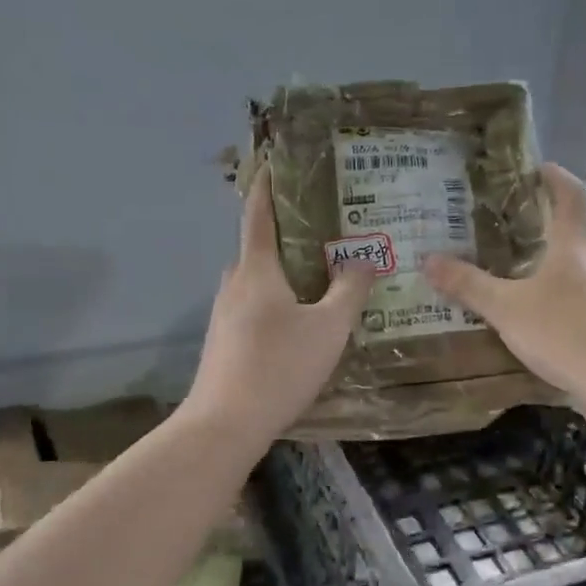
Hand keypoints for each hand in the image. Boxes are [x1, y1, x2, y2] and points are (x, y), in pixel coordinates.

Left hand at [184, 165, 374, 445]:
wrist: (225, 424)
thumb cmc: (279, 367)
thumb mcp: (328, 329)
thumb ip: (349, 290)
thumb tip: (363, 258)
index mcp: (256, 270)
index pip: (258, 214)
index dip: (266, 185)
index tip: (272, 161)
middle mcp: (233, 284)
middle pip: (257, 247)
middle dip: (284, 233)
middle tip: (321, 229)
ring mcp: (223, 314)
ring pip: (255, 280)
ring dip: (280, 270)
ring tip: (316, 274)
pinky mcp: (223, 341)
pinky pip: (251, 305)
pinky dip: (274, 299)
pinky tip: (296, 320)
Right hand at [423, 163, 585, 415]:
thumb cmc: (564, 331)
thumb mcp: (506, 308)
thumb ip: (468, 285)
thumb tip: (427, 260)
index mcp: (573, 244)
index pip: (570, 193)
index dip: (554, 176)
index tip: (533, 169)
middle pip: (571, 230)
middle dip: (540, 225)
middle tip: (502, 228)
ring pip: (574, 266)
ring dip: (548, 264)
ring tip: (512, 273)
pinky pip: (579, 297)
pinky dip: (557, 296)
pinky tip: (536, 317)